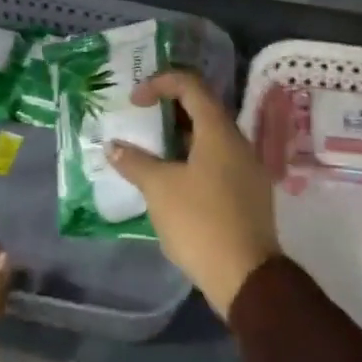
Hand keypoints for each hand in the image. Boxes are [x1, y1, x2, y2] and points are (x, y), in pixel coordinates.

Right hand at [107, 70, 279, 318]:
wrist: (246, 277)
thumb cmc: (200, 222)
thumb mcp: (159, 189)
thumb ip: (135, 162)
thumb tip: (114, 147)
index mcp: (219, 132)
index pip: (191, 86)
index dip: (160, 84)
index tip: (134, 101)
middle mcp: (238, 143)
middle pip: (202, 110)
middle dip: (167, 112)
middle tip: (139, 122)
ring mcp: (247, 169)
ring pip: (209, 139)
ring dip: (178, 139)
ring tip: (149, 152)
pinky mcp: (248, 194)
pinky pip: (217, 162)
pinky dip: (191, 160)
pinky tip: (170, 181)